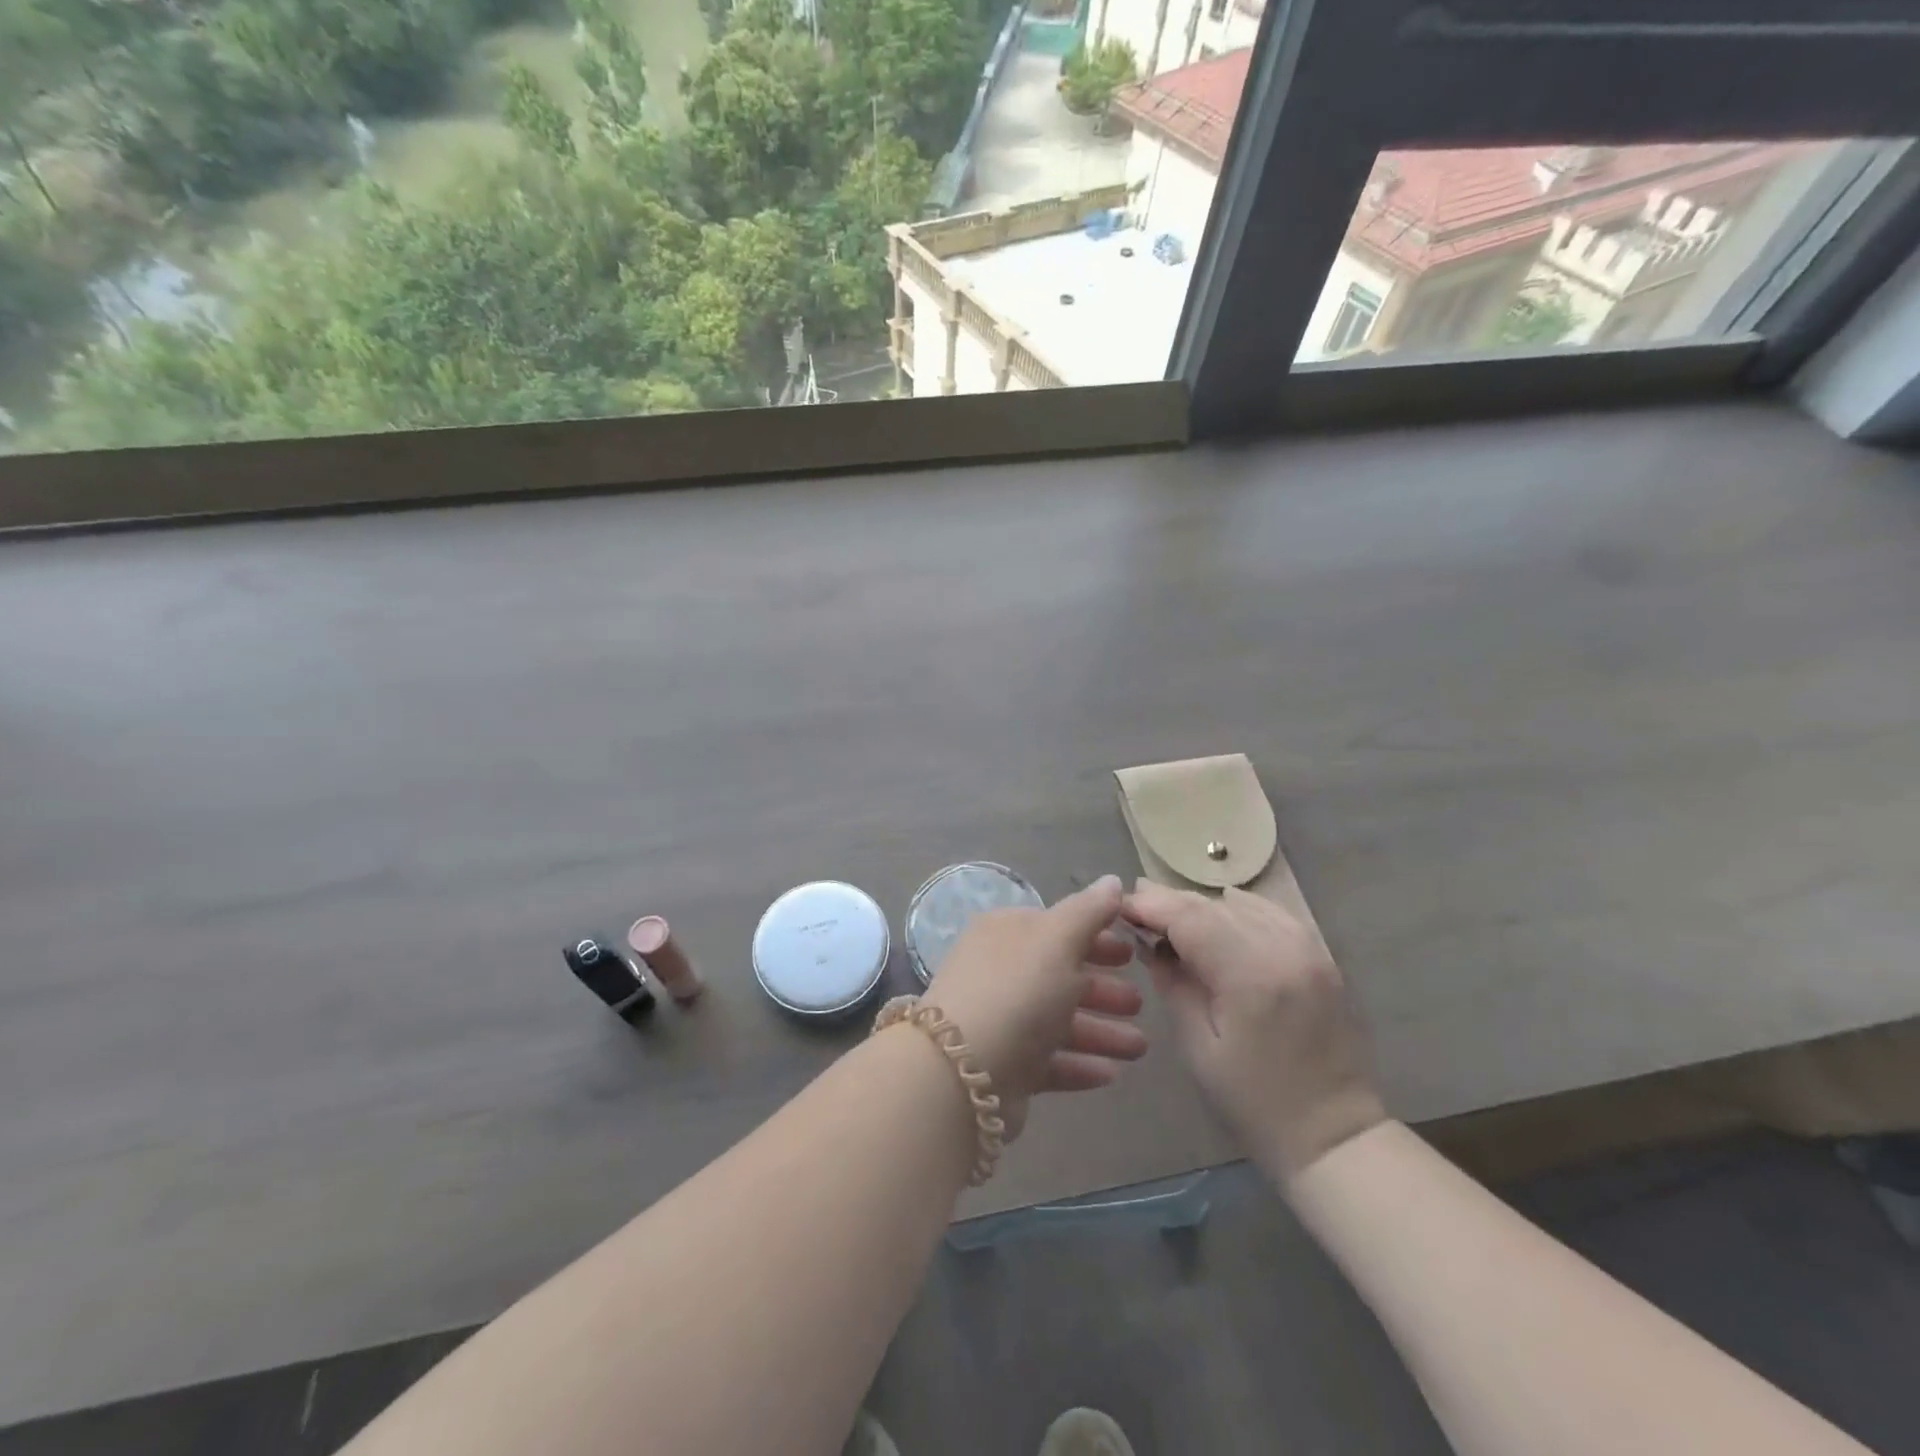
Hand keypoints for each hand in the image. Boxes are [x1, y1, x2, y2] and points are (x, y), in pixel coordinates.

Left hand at [919, 875, 1147, 1140]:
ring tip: (1140, 1048)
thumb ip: (1088, 911)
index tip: (1132, 952)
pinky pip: (1050, 1061)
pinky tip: (1113, 1074)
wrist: (961, 1072)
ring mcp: (1001, 1021)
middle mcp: (1001, 973)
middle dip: (1102, 989)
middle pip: (1059, 977)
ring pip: (1059, 1022)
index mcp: (1007, 934)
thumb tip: (1113, 880)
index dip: (1096, 938)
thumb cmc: (1016, 991)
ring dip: (1101, 1032)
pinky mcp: (1005, 1067)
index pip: (1057, 929)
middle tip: (1140, 1002)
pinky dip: (1080, 1065)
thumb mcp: (1057, 940)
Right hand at [1125, 882, 1385, 1178]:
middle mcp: (1283, 947)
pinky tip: (1218, 922)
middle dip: (1170, 903)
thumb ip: (1173, 983)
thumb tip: (1151, 943)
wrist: (1334, 1135)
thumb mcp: (1198, 1046)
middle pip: (1213, 905)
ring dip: (1202, 907)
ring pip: (1241, 904)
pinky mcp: (1321, 956)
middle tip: (1135, 909)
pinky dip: (1237, 911)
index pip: (1189, 917)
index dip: (1151, 904)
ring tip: (1171, 920)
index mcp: (1250, 974)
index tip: (1120, 906)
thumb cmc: (1255, 1102)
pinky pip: (1270, 914)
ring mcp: (1309, 948)